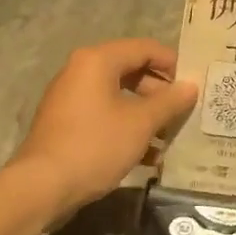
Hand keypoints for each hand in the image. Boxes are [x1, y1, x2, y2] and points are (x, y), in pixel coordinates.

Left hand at [9, 39, 196, 219]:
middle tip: (182, 114)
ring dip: (145, 115)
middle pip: (131, 70)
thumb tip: (191, 86)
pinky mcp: (66, 122)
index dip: (172, 64)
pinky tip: (147, 157)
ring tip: (168, 139)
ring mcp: (70, 97)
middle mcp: (80, 70)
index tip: (193, 86)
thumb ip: (169, 102)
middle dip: (159, 93)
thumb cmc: (95, 145)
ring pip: (118, 96)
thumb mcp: (140, 124)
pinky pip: (103, 114)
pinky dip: (125, 127)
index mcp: (97, 60)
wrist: (42, 186)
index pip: (144, 48)